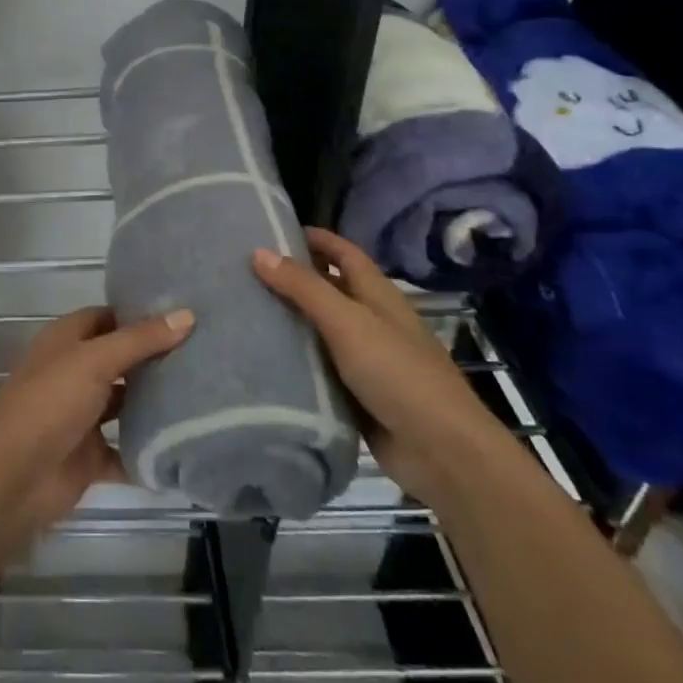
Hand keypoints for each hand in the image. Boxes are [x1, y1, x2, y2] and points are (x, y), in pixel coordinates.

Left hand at [0, 305, 194, 551]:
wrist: (13, 477)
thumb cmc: (49, 403)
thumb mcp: (95, 361)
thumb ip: (140, 340)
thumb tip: (187, 314)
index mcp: (67, 341)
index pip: (108, 317)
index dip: (140, 314)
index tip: (184, 313)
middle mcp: (75, 372)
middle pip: (121, 360)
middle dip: (156, 358)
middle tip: (207, 353)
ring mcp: (82, 415)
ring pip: (126, 404)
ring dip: (155, 403)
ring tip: (207, 394)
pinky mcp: (91, 456)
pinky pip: (127, 450)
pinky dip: (149, 451)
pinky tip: (187, 444)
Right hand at [252, 228, 510, 507]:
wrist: (442, 452)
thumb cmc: (398, 373)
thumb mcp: (348, 322)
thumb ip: (304, 287)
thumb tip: (258, 251)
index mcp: (377, 294)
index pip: (342, 252)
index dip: (313, 238)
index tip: (271, 230)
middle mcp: (371, 320)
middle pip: (327, 288)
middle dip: (291, 277)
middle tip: (242, 271)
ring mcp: (364, 358)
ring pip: (319, 329)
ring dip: (288, 320)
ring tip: (240, 309)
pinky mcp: (354, 393)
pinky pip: (317, 367)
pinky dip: (293, 360)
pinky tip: (259, 356)